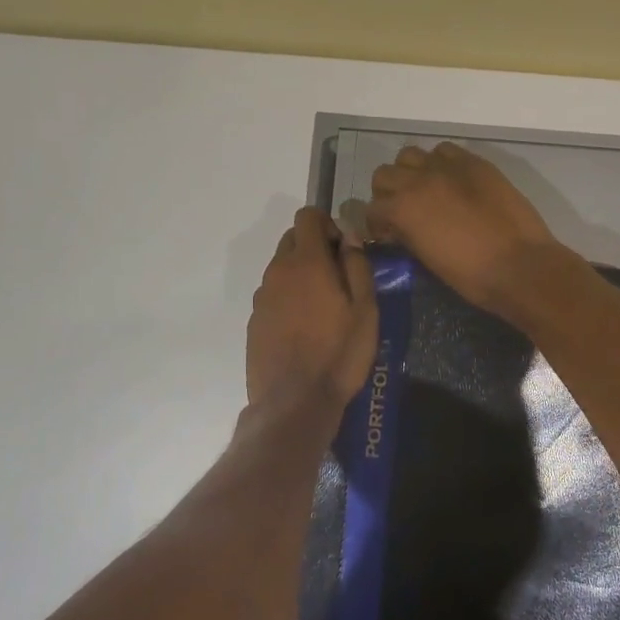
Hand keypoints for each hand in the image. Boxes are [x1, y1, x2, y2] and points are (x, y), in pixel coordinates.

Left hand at [246, 207, 378, 421]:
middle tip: (338, 278)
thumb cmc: (339, 353)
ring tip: (323, 308)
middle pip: (292, 239)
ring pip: (282, 268)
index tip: (343, 251)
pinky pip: (273, 294)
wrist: (294, 403)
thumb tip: (348, 234)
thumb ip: (356, 264)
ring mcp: (262, 297)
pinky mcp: (254, 321)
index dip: (328, 224)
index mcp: (306, 262)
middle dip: (314, 247)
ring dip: (301, 274)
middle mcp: (278, 271)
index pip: (307, 216)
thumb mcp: (365, 308)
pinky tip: (305, 329)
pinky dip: (288, 298)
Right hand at [364, 142, 565, 315]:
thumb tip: (400, 228)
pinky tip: (452, 181)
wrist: (520, 265)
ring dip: (411, 171)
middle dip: (388, 193)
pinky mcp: (474, 162)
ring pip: (410, 155)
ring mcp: (447, 167)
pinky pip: (445, 150)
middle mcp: (418, 180)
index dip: (377, 224)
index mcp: (402, 209)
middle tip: (403, 210)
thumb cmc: (471, 275)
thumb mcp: (426, 259)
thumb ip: (407, 235)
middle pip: (384, 174)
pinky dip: (441, 162)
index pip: (371, 208)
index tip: (388, 235)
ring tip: (426, 190)